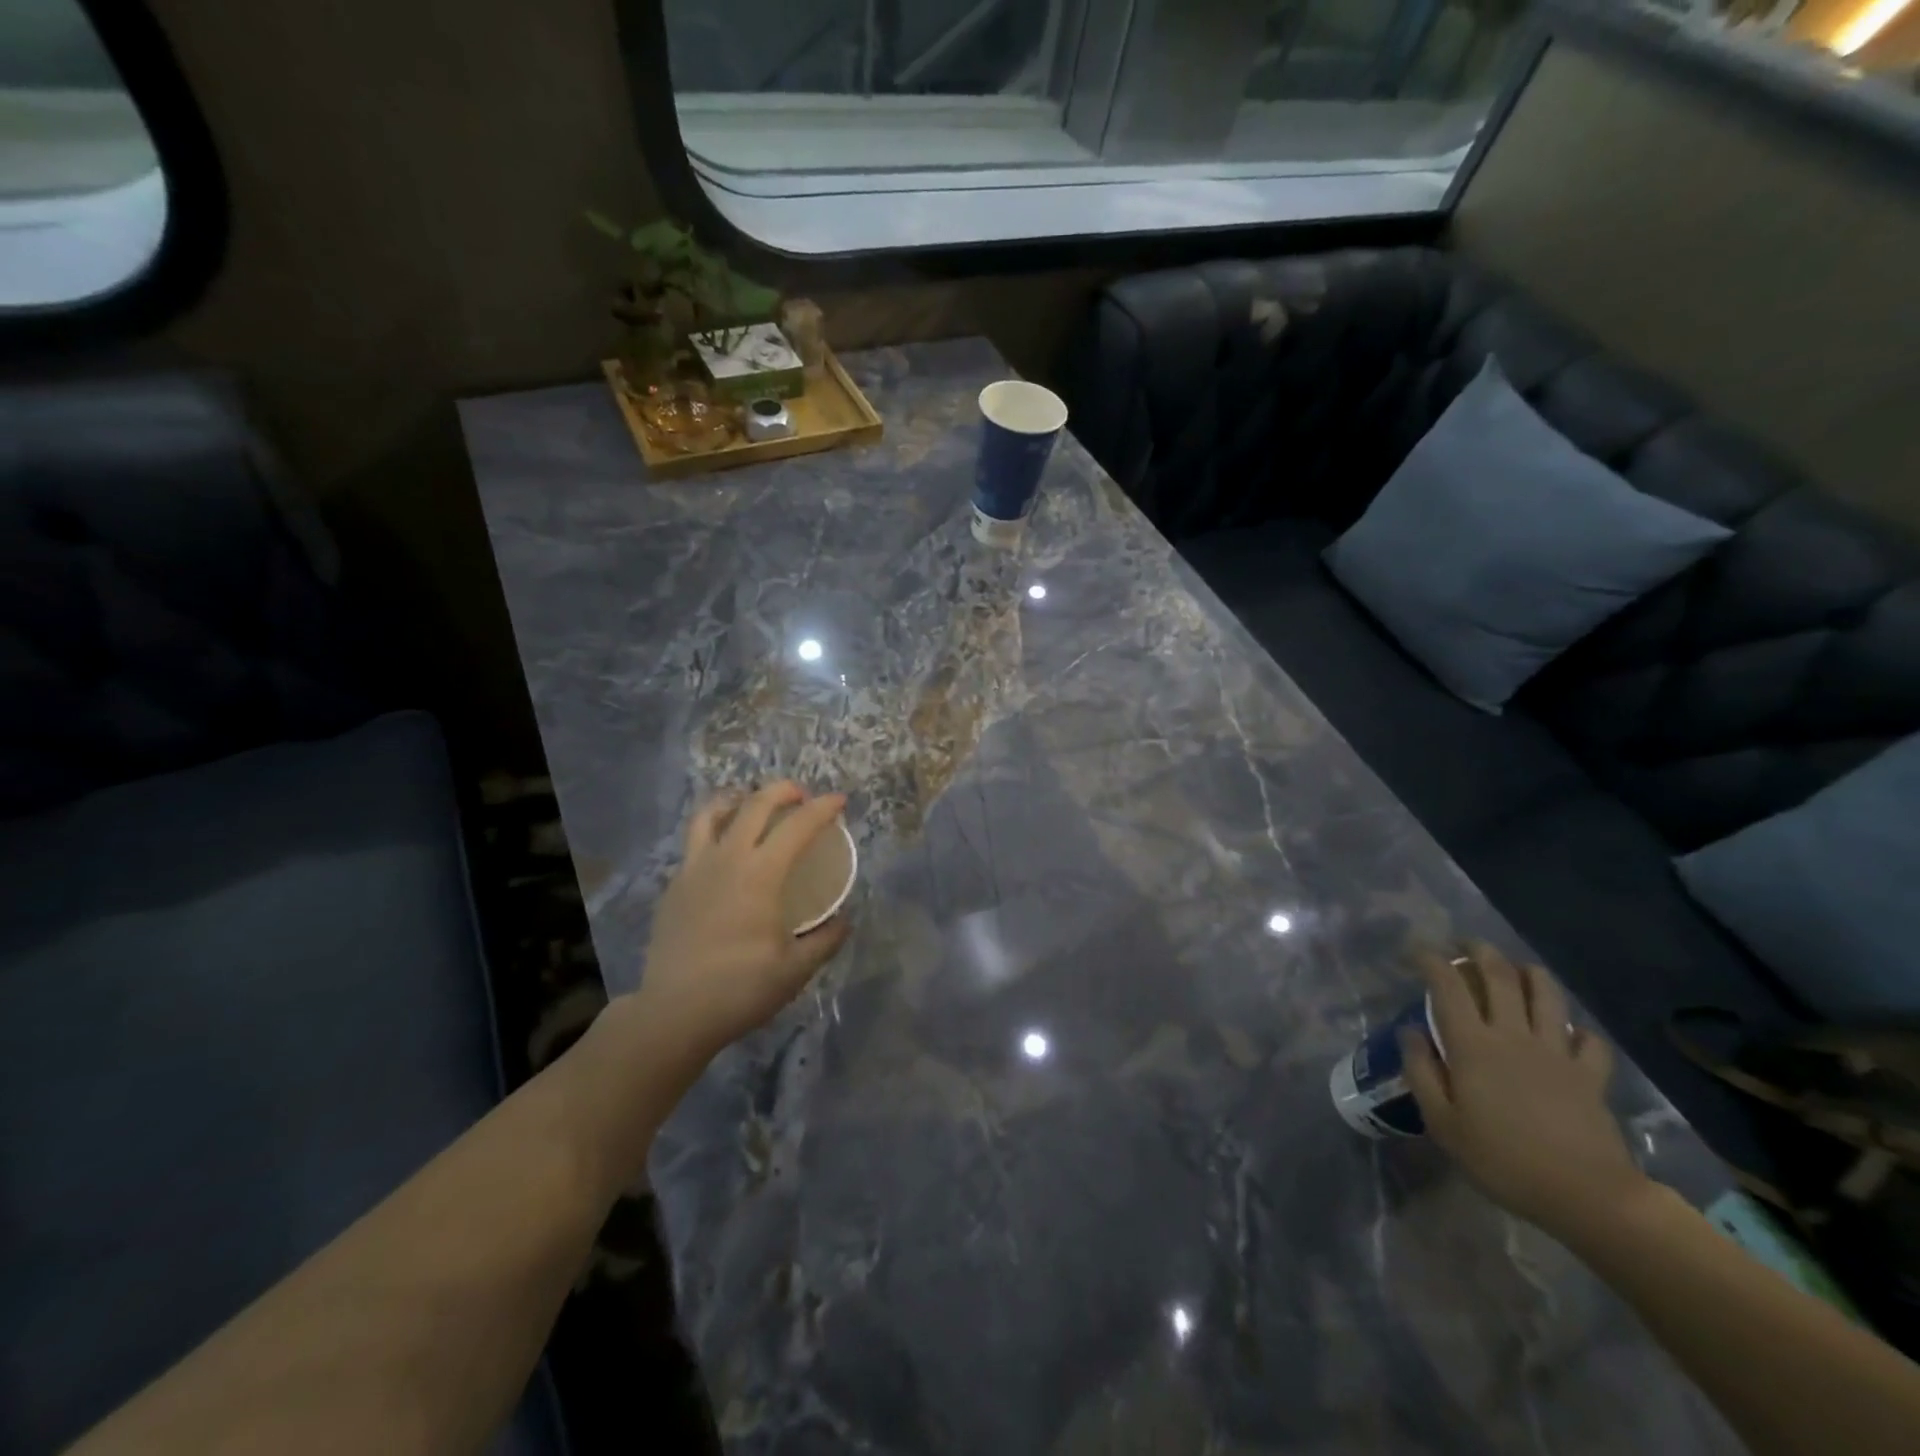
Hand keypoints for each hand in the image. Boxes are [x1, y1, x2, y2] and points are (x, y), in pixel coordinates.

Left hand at [635, 782, 851, 1069]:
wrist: (674, 1012)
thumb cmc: (741, 988)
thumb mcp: (796, 968)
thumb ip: (826, 939)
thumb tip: (844, 920)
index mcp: (761, 873)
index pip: (798, 825)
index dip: (823, 808)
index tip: (839, 801)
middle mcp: (727, 859)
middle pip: (754, 804)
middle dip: (782, 791)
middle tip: (801, 796)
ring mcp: (694, 868)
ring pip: (712, 813)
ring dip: (738, 799)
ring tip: (752, 804)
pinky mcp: (674, 885)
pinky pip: (695, 841)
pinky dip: (715, 831)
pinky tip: (724, 852)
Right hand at [1401, 942, 1650, 1245]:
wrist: (1587, 1196)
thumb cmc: (1502, 1160)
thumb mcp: (1443, 1123)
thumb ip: (1421, 1072)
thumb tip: (1411, 1032)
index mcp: (1472, 1045)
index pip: (1448, 986)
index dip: (1433, 961)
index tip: (1419, 951)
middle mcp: (1513, 1036)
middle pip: (1500, 977)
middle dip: (1480, 952)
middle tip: (1467, 944)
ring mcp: (1557, 1053)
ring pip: (1546, 995)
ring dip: (1530, 973)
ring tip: (1517, 968)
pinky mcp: (1590, 1075)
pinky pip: (1589, 1040)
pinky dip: (1578, 1029)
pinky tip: (1569, 1032)